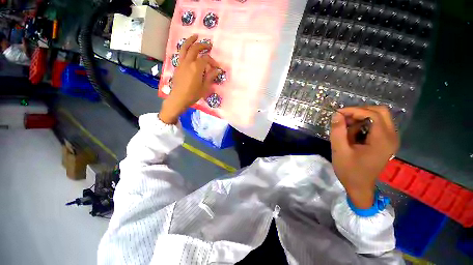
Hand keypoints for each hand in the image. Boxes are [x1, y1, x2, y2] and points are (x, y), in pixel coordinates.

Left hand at [159, 34, 220, 123]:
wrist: (178, 98)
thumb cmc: (193, 94)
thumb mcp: (204, 87)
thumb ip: (211, 77)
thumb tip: (218, 70)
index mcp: (196, 67)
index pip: (206, 59)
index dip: (213, 61)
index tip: (217, 66)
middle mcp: (188, 62)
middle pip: (195, 48)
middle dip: (203, 45)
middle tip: (209, 45)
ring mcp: (181, 63)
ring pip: (185, 47)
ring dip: (190, 40)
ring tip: (195, 36)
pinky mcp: (177, 66)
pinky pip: (181, 53)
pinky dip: (185, 48)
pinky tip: (188, 49)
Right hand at [330, 106, 398, 208]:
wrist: (359, 187)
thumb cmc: (349, 170)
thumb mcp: (339, 150)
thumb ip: (338, 131)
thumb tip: (336, 115)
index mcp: (382, 140)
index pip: (373, 114)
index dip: (355, 110)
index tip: (338, 113)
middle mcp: (391, 137)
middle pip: (380, 112)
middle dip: (359, 112)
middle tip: (343, 118)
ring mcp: (390, 139)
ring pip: (378, 117)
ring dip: (361, 119)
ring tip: (346, 129)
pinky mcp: (386, 142)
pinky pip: (377, 125)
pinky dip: (364, 125)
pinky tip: (353, 134)